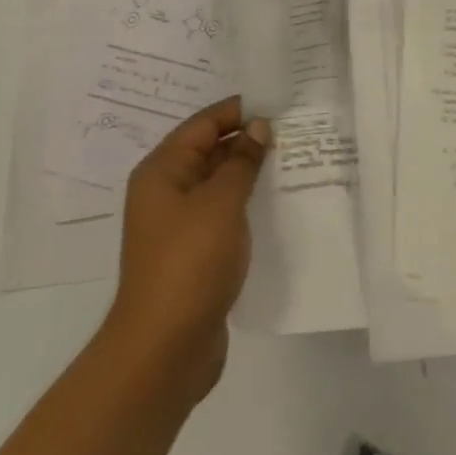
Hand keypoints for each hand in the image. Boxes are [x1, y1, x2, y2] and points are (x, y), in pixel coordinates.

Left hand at [105, 96, 270, 405]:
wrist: (164, 351)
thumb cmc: (189, 263)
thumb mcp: (221, 203)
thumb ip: (241, 161)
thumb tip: (258, 127)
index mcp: (162, 171)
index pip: (203, 124)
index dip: (238, 111)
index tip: (278, 103)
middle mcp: (166, 192)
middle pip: (209, 151)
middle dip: (247, 140)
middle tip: (293, 130)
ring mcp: (178, 225)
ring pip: (218, 184)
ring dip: (249, 173)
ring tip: (292, 161)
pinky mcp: (193, 254)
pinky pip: (223, 214)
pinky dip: (246, 204)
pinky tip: (276, 204)